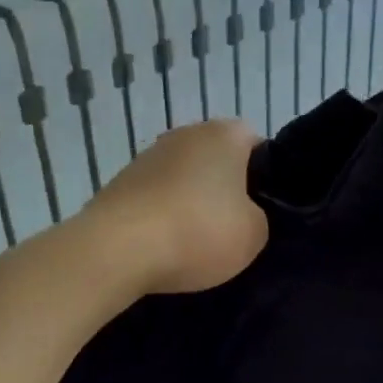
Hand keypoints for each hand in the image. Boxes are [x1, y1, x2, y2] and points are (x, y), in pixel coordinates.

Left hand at [82, 119, 268, 295]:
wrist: (118, 249)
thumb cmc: (198, 231)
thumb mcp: (254, 234)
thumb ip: (258, 217)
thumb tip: (241, 215)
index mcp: (224, 134)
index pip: (256, 144)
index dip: (264, 177)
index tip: (263, 209)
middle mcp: (184, 134)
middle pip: (216, 160)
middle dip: (225, 190)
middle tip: (233, 228)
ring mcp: (147, 156)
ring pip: (183, 179)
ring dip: (190, 204)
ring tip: (195, 244)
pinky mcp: (120, 183)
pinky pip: (155, 199)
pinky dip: (162, 218)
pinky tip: (164, 247)